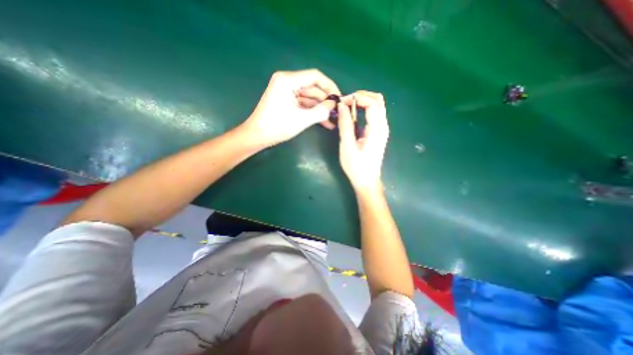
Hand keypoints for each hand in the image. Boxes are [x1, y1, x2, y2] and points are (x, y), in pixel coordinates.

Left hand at [244, 69, 341, 146]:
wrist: (257, 136)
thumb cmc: (277, 126)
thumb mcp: (302, 119)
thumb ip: (320, 111)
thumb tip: (334, 105)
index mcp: (288, 80)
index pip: (315, 76)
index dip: (330, 86)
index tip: (339, 98)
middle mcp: (288, 82)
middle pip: (313, 88)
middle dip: (326, 100)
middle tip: (337, 112)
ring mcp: (287, 92)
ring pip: (310, 98)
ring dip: (321, 109)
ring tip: (333, 120)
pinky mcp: (287, 101)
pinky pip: (304, 104)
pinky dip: (313, 112)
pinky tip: (324, 122)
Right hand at [339, 90, 388, 191]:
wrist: (367, 181)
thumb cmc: (356, 166)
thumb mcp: (347, 146)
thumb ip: (345, 125)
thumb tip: (341, 106)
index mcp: (377, 129)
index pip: (372, 103)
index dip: (357, 98)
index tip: (342, 102)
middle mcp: (383, 126)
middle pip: (377, 100)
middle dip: (361, 96)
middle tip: (345, 102)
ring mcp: (382, 129)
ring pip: (377, 106)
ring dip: (363, 102)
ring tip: (347, 107)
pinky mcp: (378, 133)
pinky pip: (374, 114)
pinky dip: (364, 109)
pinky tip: (353, 115)